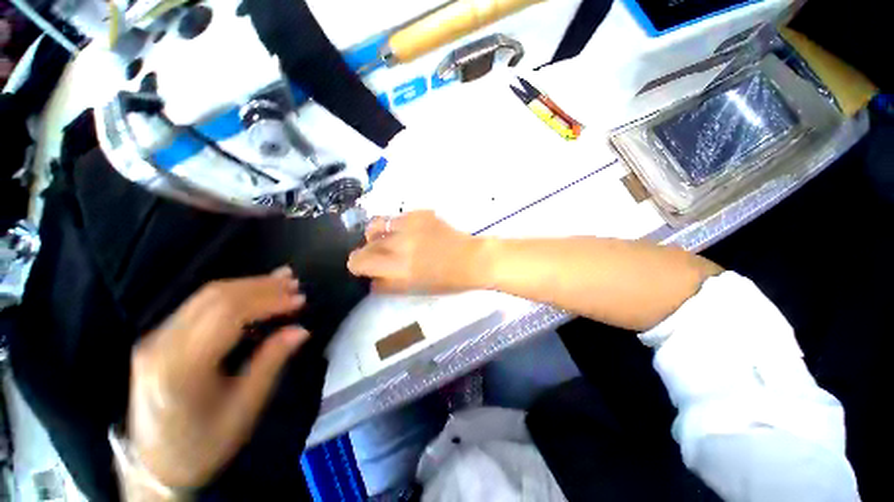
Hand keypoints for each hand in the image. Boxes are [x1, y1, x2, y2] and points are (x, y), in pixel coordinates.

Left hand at [126, 268, 308, 489]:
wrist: (156, 465)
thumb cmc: (204, 443)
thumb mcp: (244, 408)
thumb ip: (270, 363)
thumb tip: (300, 330)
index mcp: (181, 368)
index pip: (227, 315)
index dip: (268, 300)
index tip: (299, 299)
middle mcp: (161, 345)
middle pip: (214, 298)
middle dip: (260, 286)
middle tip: (294, 284)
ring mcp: (155, 338)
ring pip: (205, 295)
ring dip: (248, 285)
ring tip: (281, 280)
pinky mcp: (158, 337)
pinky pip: (198, 304)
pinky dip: (232, 293)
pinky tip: (253, 290)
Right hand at [347, 211, 491, 293]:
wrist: (471, 259)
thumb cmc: (446, 281)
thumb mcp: (414, 290)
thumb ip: (388, 285)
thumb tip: (371, 279)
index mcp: (398, 268)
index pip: (359, 262)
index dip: (357, 265)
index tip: (363, 268)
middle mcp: (399, 244)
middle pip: (366, 243)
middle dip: (367, 251)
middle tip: (377, 256)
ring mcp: (409, 225)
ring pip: (376, 224)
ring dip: (376, 234)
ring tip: (387, 240)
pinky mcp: (419, 214)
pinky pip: (396, 217)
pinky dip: (395, 226)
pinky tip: (407, 232)